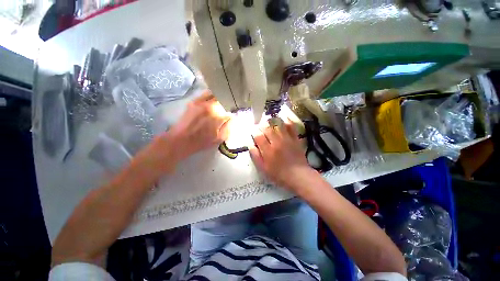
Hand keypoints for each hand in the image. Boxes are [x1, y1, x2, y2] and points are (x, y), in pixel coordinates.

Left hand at [150, 91, 230, 165]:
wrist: (181, 140)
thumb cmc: (202, 141)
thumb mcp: (219, 138)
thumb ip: (228, 127)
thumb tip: (231, 118)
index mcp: (219, 117)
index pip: (230, 112)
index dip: (232, 114)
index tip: (231, 117)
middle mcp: (212, 107)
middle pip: (224, 101)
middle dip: (227, 105)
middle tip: (227, 110)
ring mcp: (202, 103)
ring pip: (216, 95)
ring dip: (221, 98)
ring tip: (222, 103)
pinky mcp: (194, 101)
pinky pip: (205, 94)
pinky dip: (211, 95)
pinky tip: (213, 98)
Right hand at [250, 120, 316, 191]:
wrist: (298, 175)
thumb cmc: (279, 174)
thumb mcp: (263, 169)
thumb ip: (256, 156)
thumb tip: (250, 145)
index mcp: (268, 150)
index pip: (258, 136)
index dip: (254, 132)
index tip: (253, 132)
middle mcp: (276, 142)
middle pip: (267, 128)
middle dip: (261, 125)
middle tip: (260, 126)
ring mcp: (287, 139)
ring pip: (278, 125)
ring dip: (272, 121)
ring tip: (269, 121)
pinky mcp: (295, 139)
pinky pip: (291, 127)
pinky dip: (287, 121)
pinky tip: (284, 118)